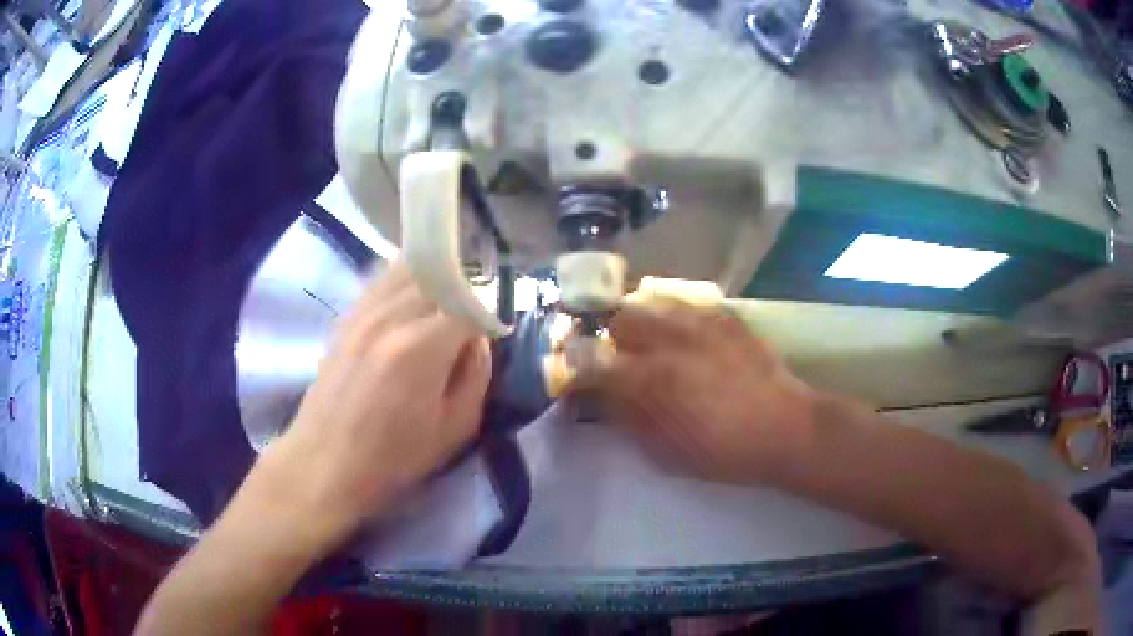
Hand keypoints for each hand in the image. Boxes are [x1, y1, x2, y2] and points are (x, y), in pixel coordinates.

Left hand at [260, 261, 490, 542]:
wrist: (326, 461)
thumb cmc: (394, 457)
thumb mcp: (455, 429)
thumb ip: (477, 375)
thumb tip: (478, 339)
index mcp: (421, 347)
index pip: (469, 304)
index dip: (486, 317)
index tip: (490, 336)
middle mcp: (391, 316)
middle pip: (439, 277)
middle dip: (463, 293)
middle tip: (469, 321)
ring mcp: (363, 311)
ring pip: (408, 268)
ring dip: (433, 279)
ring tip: (442, 305)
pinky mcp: (347, 315)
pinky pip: (381, 279)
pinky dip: (403, 280)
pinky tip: (409, 303)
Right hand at [577, 301, 815, 482]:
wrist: (783, 429)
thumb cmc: (720, 452)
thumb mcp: (662, 451)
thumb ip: (626, 418)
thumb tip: (603, 397)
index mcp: (648, 378)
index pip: (591, 361)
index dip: (577, 369)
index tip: (579, 379)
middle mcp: (668, 339)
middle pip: (618, 318)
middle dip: (611, 337)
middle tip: (621, 360)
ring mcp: (699, 321)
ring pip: (651, 304)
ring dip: (642, 323)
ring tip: (653, 344)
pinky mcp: (724, 316)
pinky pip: (686, 307)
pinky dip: (675, 320)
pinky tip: (688, 340)